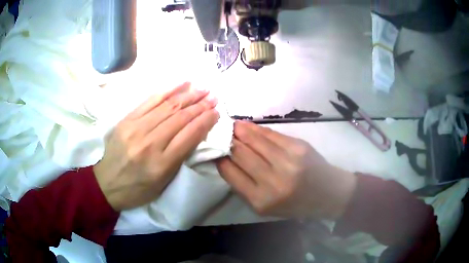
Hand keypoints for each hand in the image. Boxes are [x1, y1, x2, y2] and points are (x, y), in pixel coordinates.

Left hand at [94, 83, 218, 210]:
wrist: (107, 184)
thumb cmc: (138, 189)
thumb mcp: (164, 182)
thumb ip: (180, 157)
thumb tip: (195, 131)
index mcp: (162, 164)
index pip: (190, 135)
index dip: (206, 120)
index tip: (217, 112)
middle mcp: (150, 143)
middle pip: (180, 118)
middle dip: (200, 105)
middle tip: (214, 97)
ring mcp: (136, 128)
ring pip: (168, 106)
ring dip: (188, 95)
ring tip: (203, 89)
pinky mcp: (127, 120)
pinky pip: (150, 100)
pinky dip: (168, 90)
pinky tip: (182, 84)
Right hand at [216, 121, 356, 219]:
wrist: (328, 194)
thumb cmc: (295, 205)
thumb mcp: (266, 207)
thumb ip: (245, 186)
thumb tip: (226, 160)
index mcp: (260, 201)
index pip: (230, 173)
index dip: (220, 158)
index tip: (215, 150)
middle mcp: (273, 181)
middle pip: (240, 153)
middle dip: (228, 142)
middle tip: (220, 134)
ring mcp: (287, 161)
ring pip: (254, 140)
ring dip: (239, 130)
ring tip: (231, 126)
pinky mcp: (298, 146)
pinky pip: (270, 134)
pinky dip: (256, 129)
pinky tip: (247, 126)